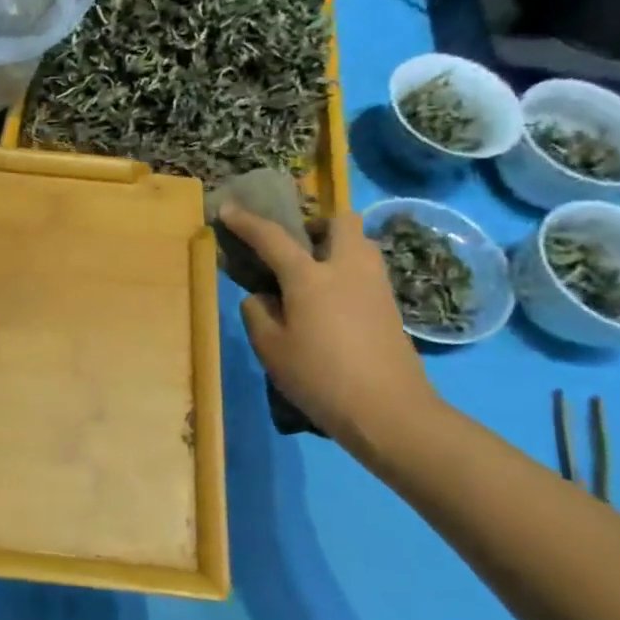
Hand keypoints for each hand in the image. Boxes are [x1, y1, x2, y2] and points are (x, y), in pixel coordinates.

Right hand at [219, 205, 437, 445]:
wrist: (389, 411)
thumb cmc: (320, 377)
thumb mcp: (271, 349)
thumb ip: (258, 314)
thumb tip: (261, 297)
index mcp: (309, 276)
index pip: (272, 237)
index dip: (247, 222)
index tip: (228, 208)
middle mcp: (346, 268)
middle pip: (340, 221)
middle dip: (317, 224)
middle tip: (297, 247)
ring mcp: (375, 285)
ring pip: (360, 244)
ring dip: (337, 246)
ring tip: (315, 275)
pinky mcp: (391, 306)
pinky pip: (367, 271)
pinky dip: (348, 273)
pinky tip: (334, 302)